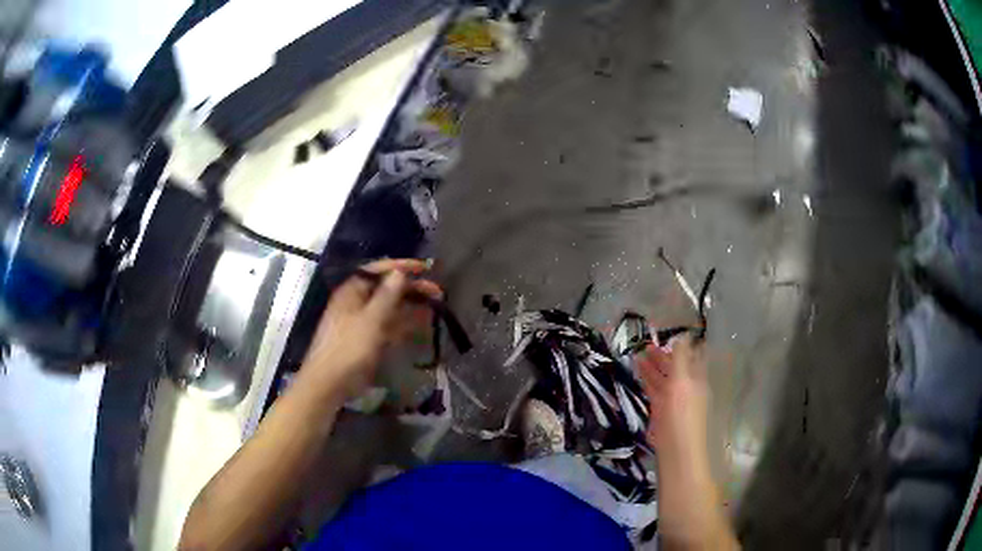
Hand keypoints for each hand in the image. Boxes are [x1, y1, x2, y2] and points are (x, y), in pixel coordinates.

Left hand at [299, 259, 441, 399]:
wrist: (329, 384)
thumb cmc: (348, 349)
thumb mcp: (370, 320)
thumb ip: (387, 296)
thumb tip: (400, 272)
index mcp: (352, 291)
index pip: (378, 269)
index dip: (401, 266)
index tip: (424, 268)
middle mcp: (357, 302)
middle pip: (386, 289)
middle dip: (411, 288)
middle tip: (437, 291)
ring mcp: (363, 322)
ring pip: (390, 308)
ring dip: (411, 305)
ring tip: (436, 305)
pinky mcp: (368, 339)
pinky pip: (389, 326)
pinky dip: (404, 323)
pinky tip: (422, 323)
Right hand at [637, 335, 709, 472]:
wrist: (676, 448)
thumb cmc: (682, 413)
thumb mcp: (682, 381)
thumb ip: (681, 358)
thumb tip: (684, 334)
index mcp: (696, 378)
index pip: (692, 357)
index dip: (682, 345)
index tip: (669, 333)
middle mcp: (687, 387)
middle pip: (676, 367)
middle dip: (663, 355)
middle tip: (646, 344)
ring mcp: (674, 400)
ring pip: (663, 379)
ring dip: (653, 367)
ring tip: (637, 355)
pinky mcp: (661, 411)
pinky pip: (655, 391)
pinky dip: (647, 381)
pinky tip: (638, 375)